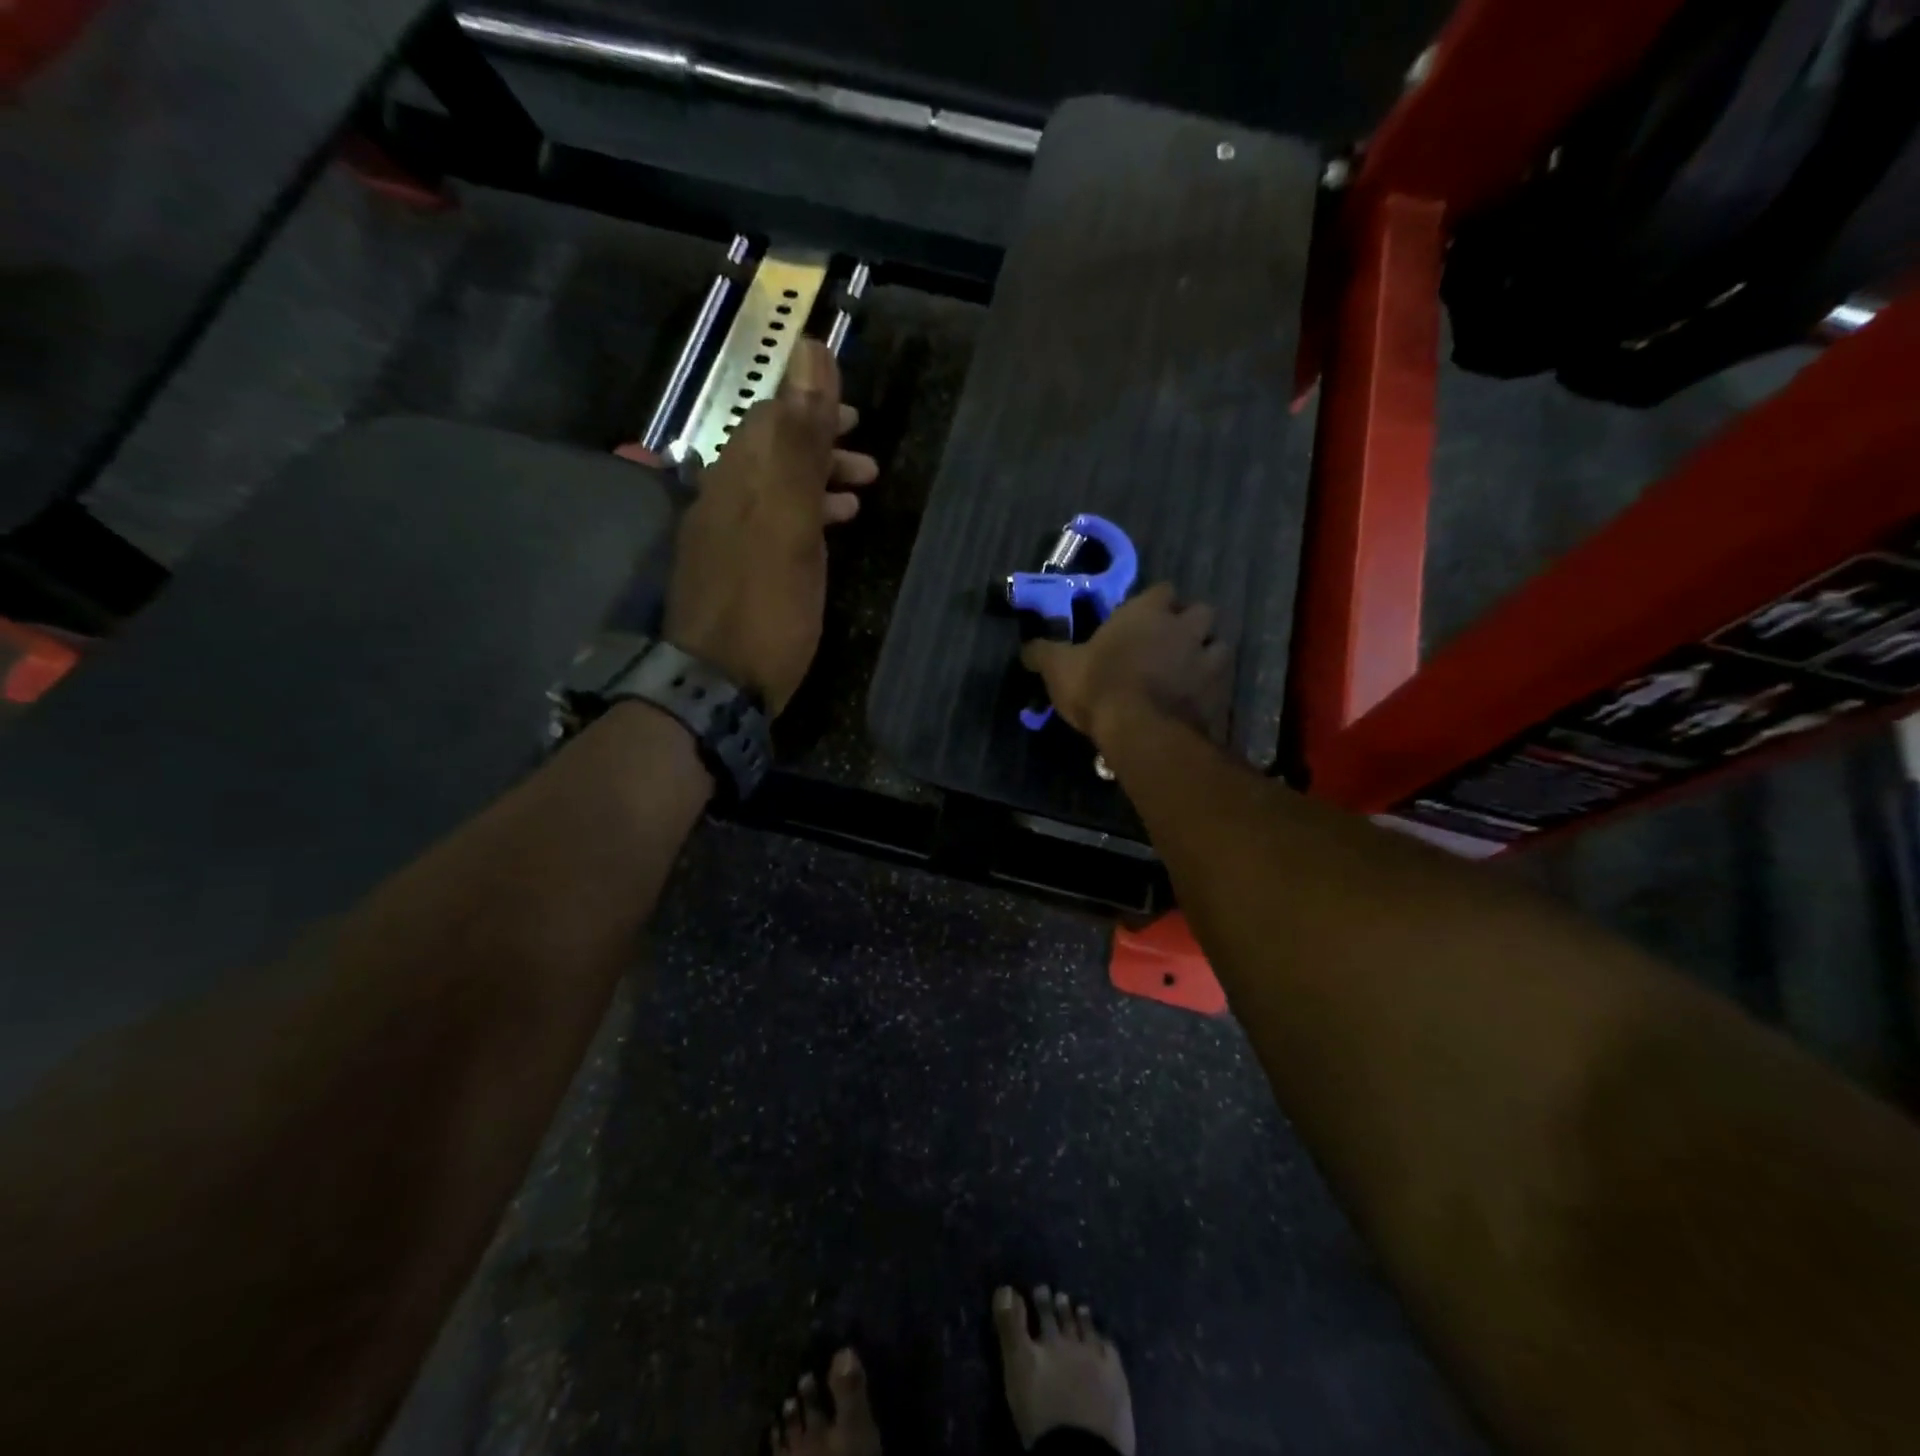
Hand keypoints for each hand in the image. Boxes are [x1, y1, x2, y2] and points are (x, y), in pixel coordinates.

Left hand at [633, 341, 877, 715]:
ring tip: (860, 496)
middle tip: (867, 461)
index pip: (769, 419)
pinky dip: (803, 519)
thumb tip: (808, 350)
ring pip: (774, 492)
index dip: (812, 406)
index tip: (856, 415)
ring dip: (817, 485)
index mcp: (737, 480)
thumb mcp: (790, 522)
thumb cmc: (766, 607)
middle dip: (820, 446)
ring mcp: (724, 539)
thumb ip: (800, 441)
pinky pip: (771, 527)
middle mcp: (723, 500)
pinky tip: (827, 536)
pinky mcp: (733, 573)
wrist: (719, 686)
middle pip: (771, 454)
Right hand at [1022, 583, 1232, 746]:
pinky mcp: (1221, 692)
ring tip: (1189, 672)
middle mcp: (1184, 627)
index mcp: (1146, 612)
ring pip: (1219, 645)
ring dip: (1206, 654)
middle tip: (1170, 644)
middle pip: (1201, 611)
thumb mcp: (1059, 668)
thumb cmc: (1099, 687)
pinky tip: (1196, 702)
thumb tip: (1026, 647)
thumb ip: (1043, 653)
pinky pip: (1223, 682)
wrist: (1143, 731)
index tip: (1142, 618)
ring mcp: (1208, 659)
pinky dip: (1212, 689)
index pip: (1162, 590)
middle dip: (1189, 624)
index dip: (1154, 602)